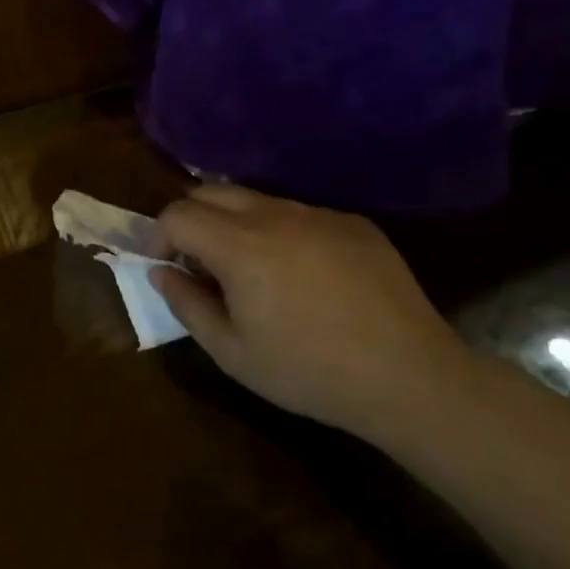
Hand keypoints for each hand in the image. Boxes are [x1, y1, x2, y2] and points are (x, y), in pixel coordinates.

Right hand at [150, 184, 469, 441]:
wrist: (410, 377)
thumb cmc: (309, 372)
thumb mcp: (232, 352)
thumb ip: (186, 304)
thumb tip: (161, 271)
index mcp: (240, 246)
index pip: (177, 214)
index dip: (159, 236)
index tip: (165, 265)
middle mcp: (275, 215)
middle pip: (211, 191)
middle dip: (191, 219)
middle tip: (198, 261)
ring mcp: (318, 214)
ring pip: (256, 199)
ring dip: (235, 223)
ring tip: (249, 268)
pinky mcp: (353, 222)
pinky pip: (300, 214)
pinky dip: (281, 232)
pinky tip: (303, 275)